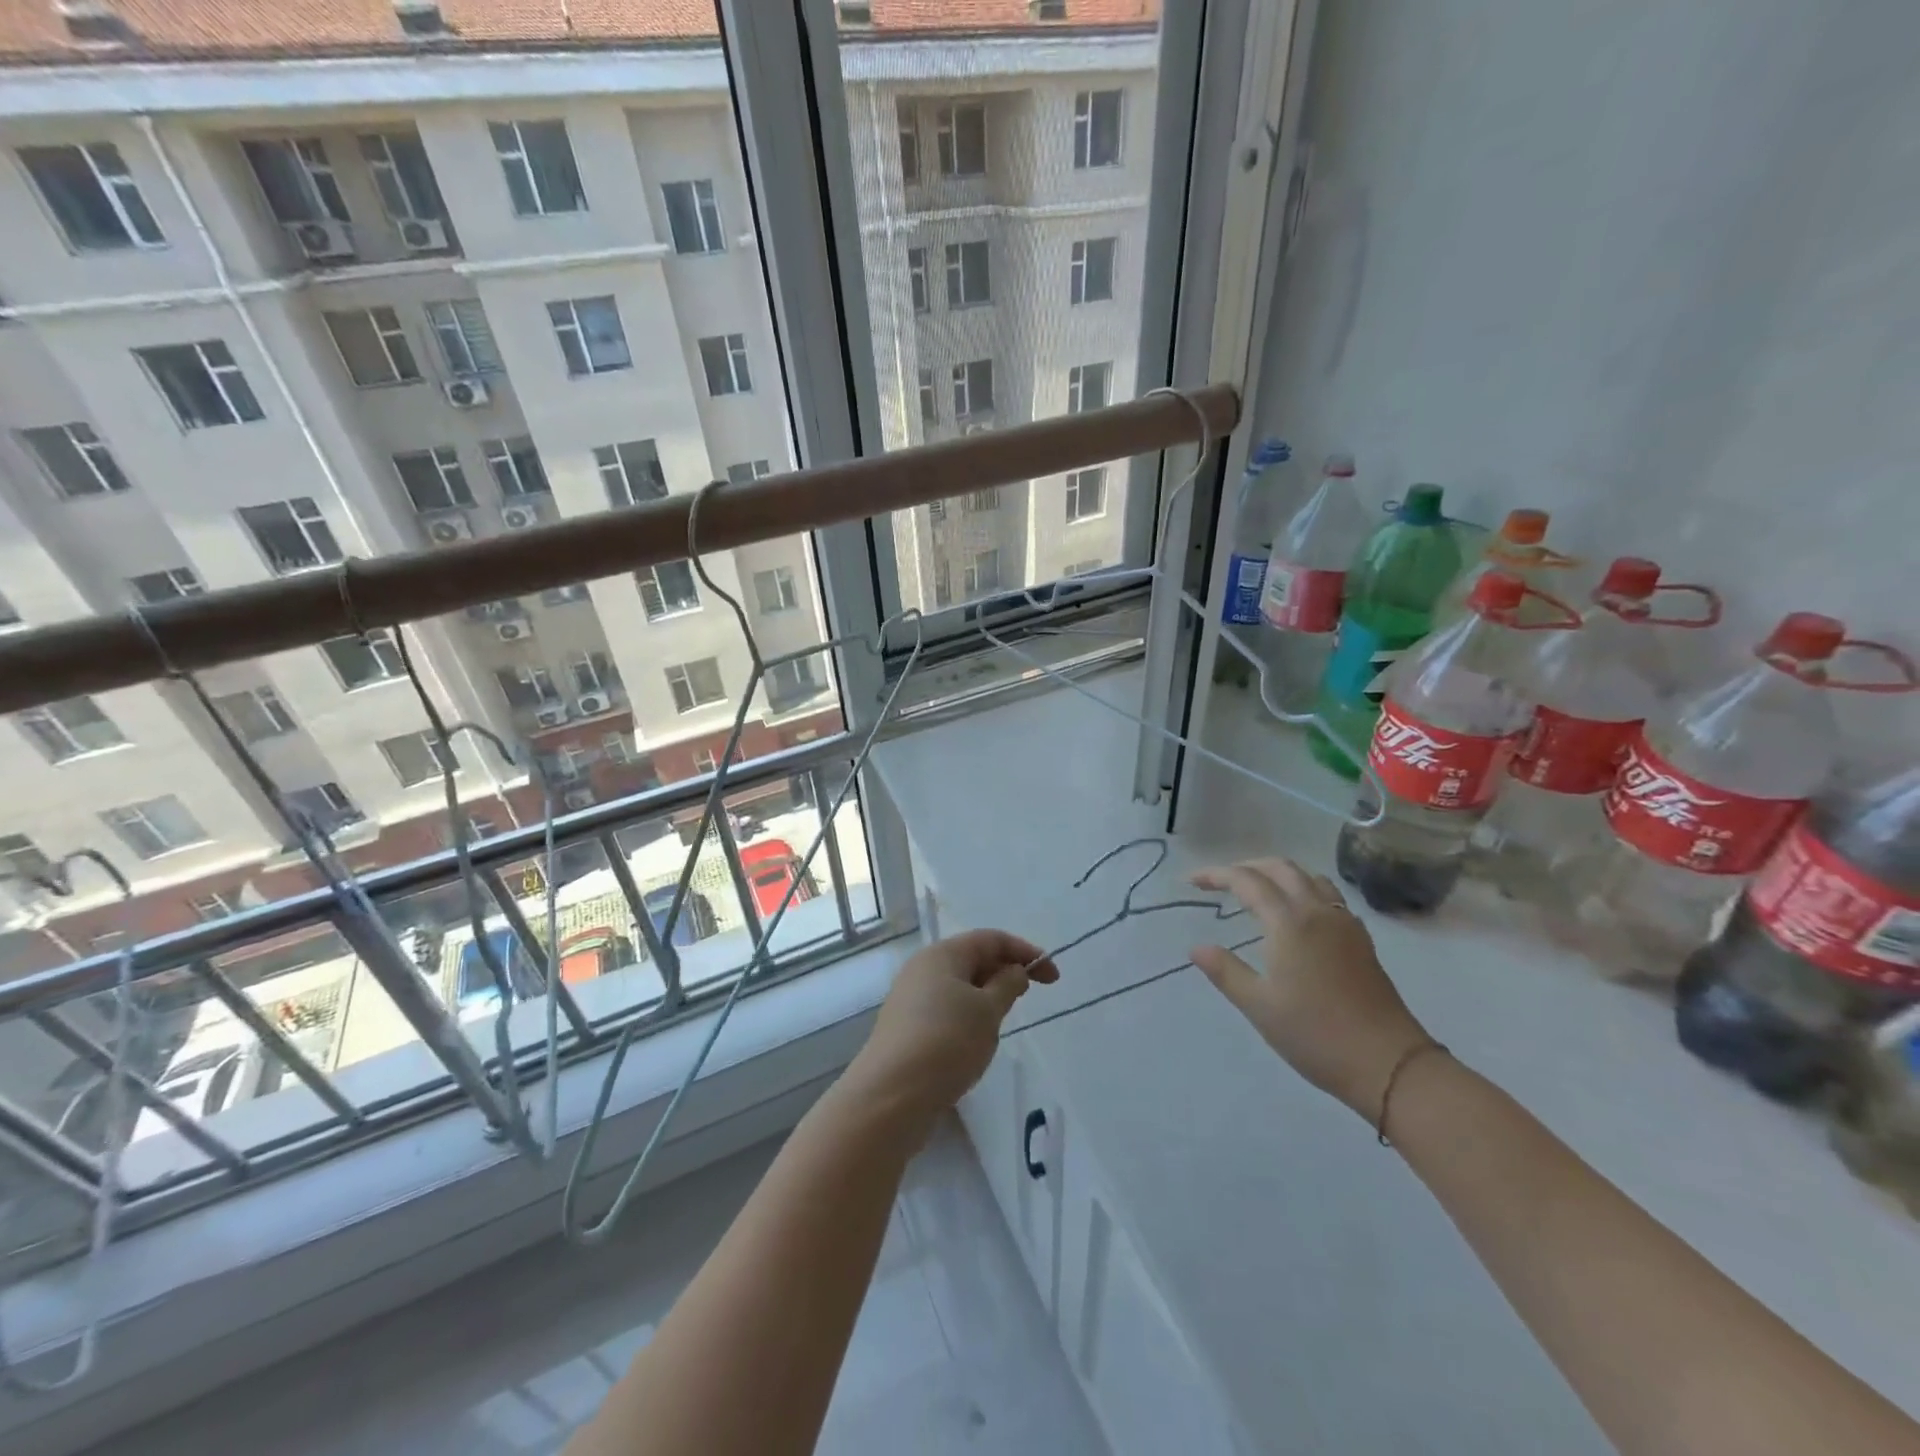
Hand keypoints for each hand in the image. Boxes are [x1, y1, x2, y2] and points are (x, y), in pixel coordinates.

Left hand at [843, 930, 1058, 1139]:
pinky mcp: (907, 1027)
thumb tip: (1012, 971)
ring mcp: (911, 998)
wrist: (891, 1096)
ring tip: (1003, 1020)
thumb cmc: (947, 1042)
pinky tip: (976, 1041)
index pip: (991, 939)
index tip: (1053, 977)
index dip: (1025, 951)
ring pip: (959, 986)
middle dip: (1005, 971)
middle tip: (1030, 995)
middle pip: (972, 959)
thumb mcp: (988, 1011)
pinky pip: (946, 1009)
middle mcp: (923, 968)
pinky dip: (968, 1015)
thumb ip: (1007, 985)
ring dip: (987, 996)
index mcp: (943, 954)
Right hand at [1190, 858, 1432, 1120]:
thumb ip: (1225, 971)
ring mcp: (1344, 924)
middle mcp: (1318, 912)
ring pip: (1308, 877)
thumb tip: (1197, 948)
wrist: (1389, 1063)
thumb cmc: (1315, 1034)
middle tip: (1220, 881)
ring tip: (1256, 890)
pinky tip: (1296, 914)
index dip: (1216, 874)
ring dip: (1278, 874)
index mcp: (1289, 922)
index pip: (1247, 881)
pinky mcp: (1361, 940)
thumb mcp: (1259, 1005)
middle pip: (1281, 868)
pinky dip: (1303, 889)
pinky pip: (1328, 896)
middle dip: (1247, 866)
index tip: (1192, 881)